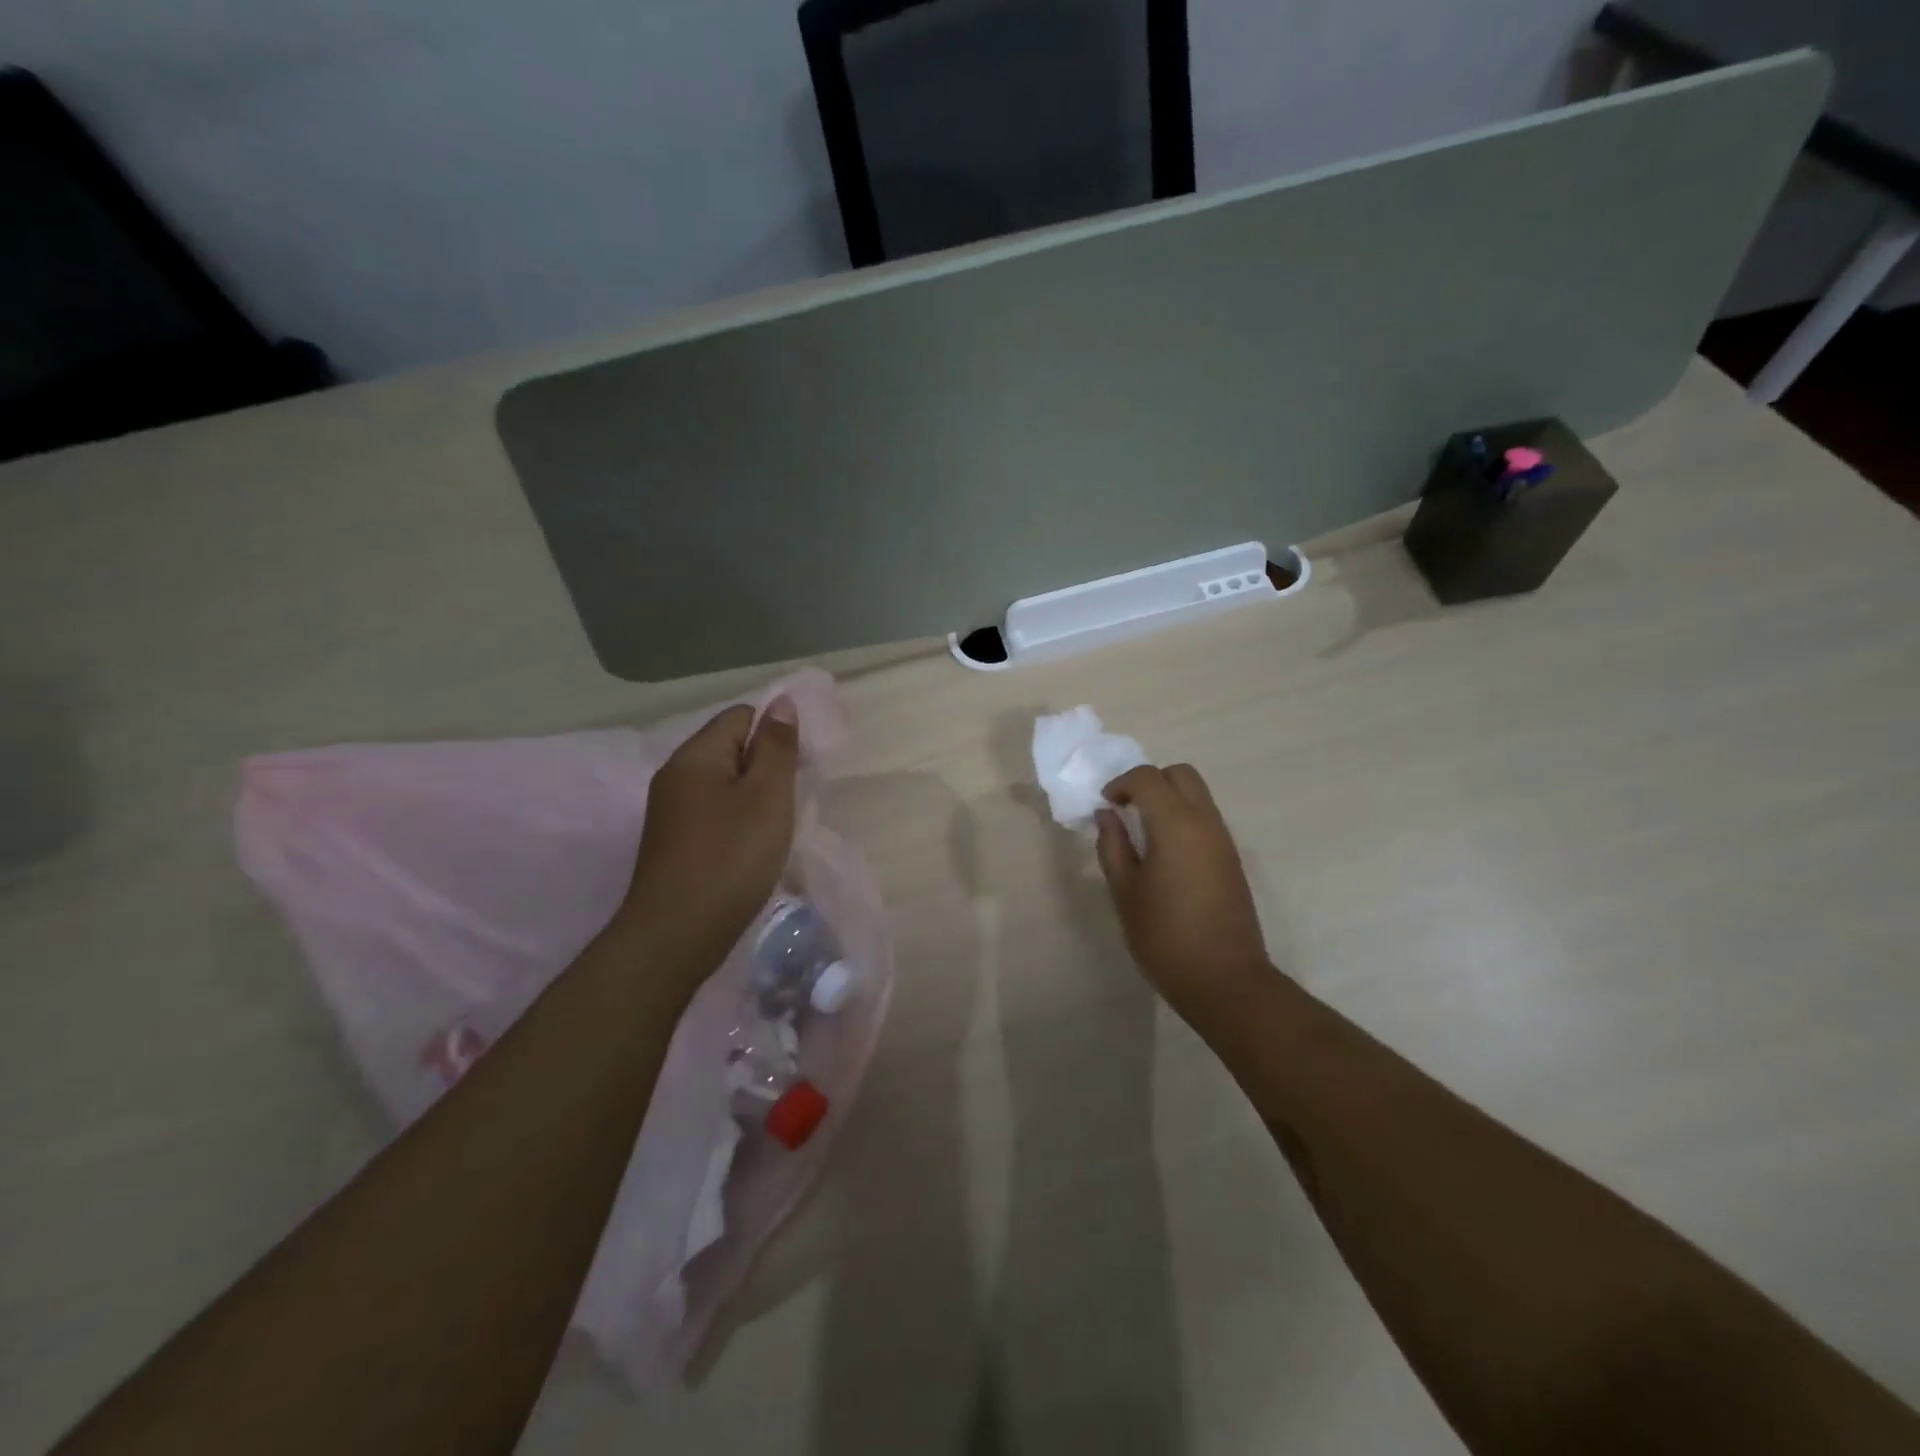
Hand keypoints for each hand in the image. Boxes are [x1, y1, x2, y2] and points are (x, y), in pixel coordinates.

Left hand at [619, 698, 800, 979]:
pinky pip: (714, 813)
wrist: (676, 936)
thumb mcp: (767, 796)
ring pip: (724, 784)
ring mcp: (671, 812)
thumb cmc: (730, 858)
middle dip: (767, 766)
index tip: (800, 768)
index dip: (775, 733)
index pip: (741, 716)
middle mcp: (676, 776)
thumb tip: (781, 701)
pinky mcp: (674, 843)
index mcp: (695, 756)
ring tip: (777, 826)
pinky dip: (738, 821)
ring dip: (755, 797)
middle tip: (792, 800)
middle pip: (730, 748)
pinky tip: (753, 848)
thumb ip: (777, 747)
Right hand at [1096, 763, 1269, 1008]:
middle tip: (1127, 810)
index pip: (1147, 778)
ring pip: (1198, 795)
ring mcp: (1223, 840)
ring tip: (1143, 832)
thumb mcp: (1125, 892)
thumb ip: (1113, 846)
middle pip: (1181, 774)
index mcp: (1175, 824)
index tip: (1105, 805)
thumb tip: (1107, 816)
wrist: (1225, 979)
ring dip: (1169, 799)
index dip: (1121, 784)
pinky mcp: (1232, 859)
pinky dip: (1183, 818)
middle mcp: (1205, 822)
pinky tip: (1165, 853)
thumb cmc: (1165, 936)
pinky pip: (1206, 819)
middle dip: (1150, 781)